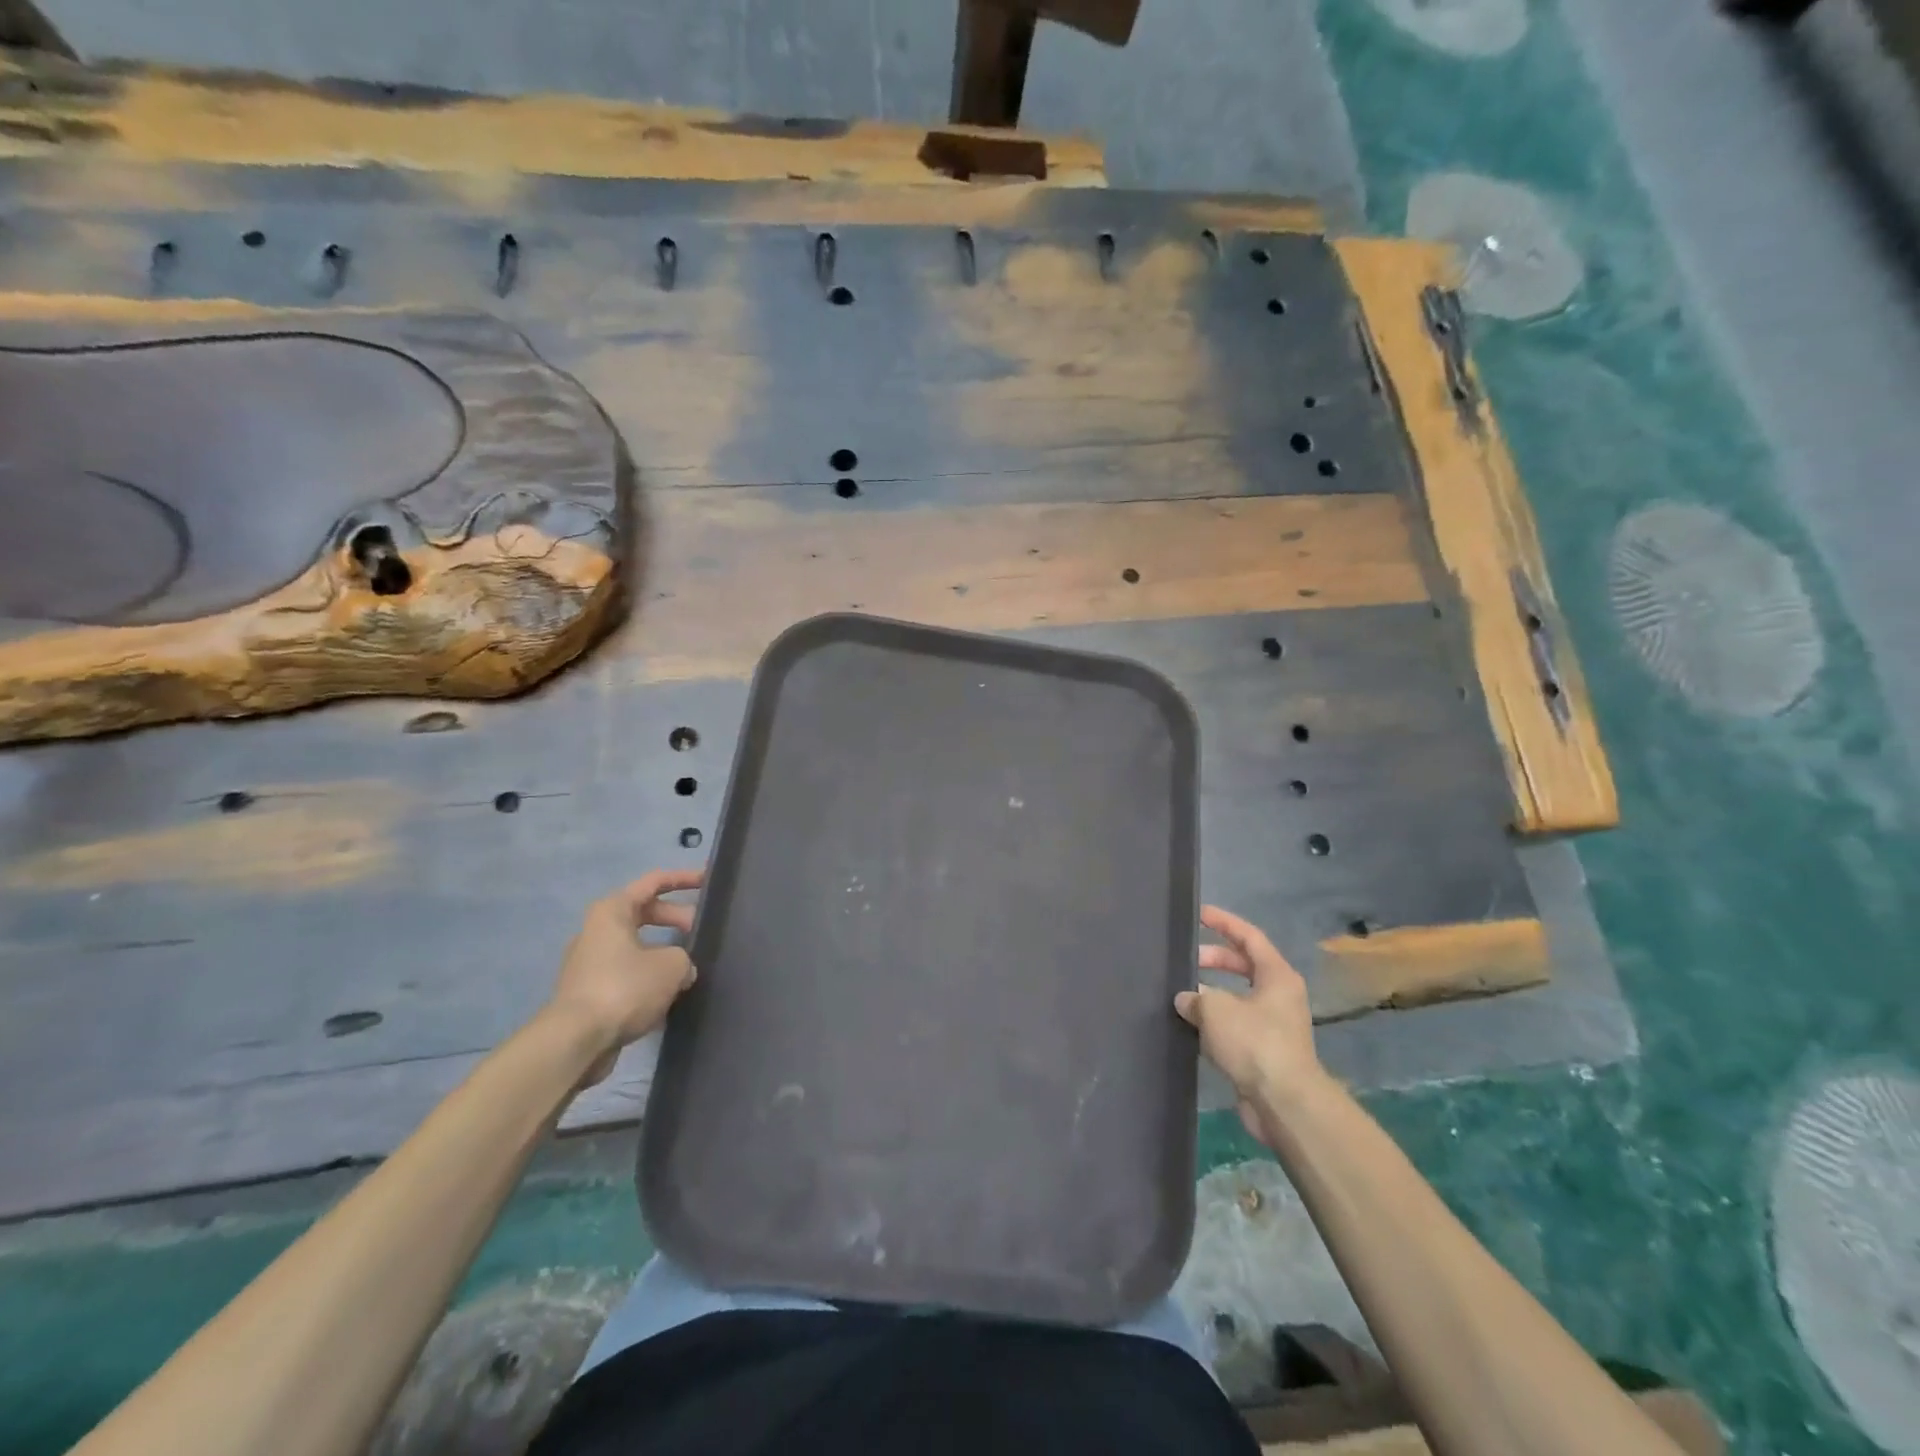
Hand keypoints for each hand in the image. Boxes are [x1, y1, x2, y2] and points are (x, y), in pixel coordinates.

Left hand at [548, 869, 702, 1087]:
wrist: (576, 1041)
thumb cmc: (624, 988)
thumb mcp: (672, 966)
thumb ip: (684, 958)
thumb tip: (682, 970)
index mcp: (612, 911)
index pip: (654, 882)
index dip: (684, 879)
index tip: (708, 883)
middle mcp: (597, 931)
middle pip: (645, 914)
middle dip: (677, 919)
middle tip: (702, 932)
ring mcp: (591, 963)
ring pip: (637, 947)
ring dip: (664, 953)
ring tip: (690, 967)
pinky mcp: (590, 993)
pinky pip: (628, 975)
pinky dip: (650, 980)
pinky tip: (670, 997)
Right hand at [1175, 905, 1322, 1147]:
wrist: (1284, 1102)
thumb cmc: (1254, 1043)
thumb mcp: (1216, 1010)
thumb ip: (1196, 998)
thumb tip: (1186, 999)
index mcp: (1277, 975)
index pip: (1248, 937)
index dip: (1223, 922)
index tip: (1199, 914)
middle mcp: (1280, 995)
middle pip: (1244, 965)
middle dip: (1214, 959)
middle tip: (1185, 960)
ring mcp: (1274, 1025)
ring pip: (1238, 997)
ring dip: (1212, 993)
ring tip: (1182, 993)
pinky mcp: (1264, 1052)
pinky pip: (1235, 1025)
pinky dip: (1215, 1021)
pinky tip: (1191, 1026)